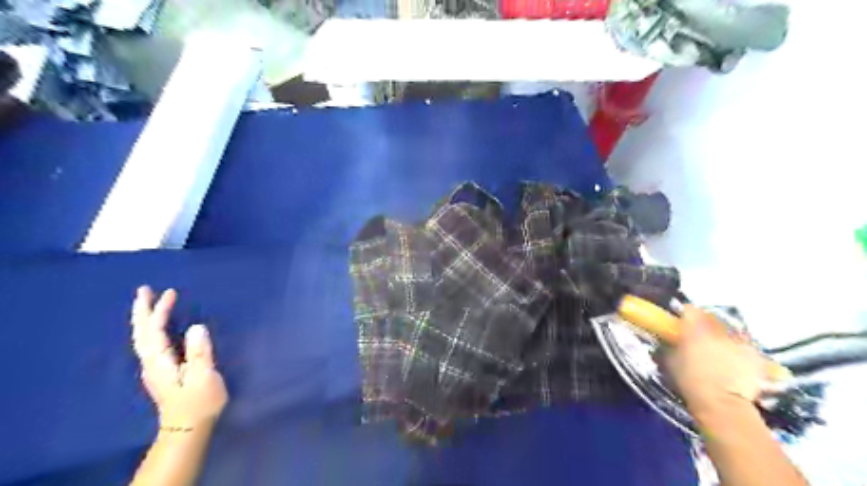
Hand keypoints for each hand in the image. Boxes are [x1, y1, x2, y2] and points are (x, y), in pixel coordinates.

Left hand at [129, 286, 227, 425]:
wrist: (188, 428)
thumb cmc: (198, 402)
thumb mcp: (204, 376)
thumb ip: (200, 352)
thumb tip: (197, 326)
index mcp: (160, 362)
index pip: (155, 331)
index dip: (160, 311)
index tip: (169, 292)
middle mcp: (152, 363)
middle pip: (143, 332)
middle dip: (144, 310)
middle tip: (145, 289)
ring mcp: (155, 368)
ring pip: (145, 338)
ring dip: (147, 318)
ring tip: (152, 303)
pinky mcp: (162, 372)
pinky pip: (153, 343)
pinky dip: (153, 329)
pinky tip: (160, 328)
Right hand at [666, 307, 768, 417]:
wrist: (722, 404)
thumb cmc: (690, 382)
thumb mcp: (670, 362)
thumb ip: (671, 346)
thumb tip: (671, 341)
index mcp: (695, 328)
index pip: (690, 309)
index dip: (685, 314)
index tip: (680, 321)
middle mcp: (719, 330)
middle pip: (712, 317)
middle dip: (705, 323)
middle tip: (698, 334)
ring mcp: (740, 342)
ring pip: (730, 330)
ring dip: (723, 336)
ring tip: (719, 347)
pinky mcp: (756, 356)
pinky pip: (745, 346)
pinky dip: (739, 350)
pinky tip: (734, 361)